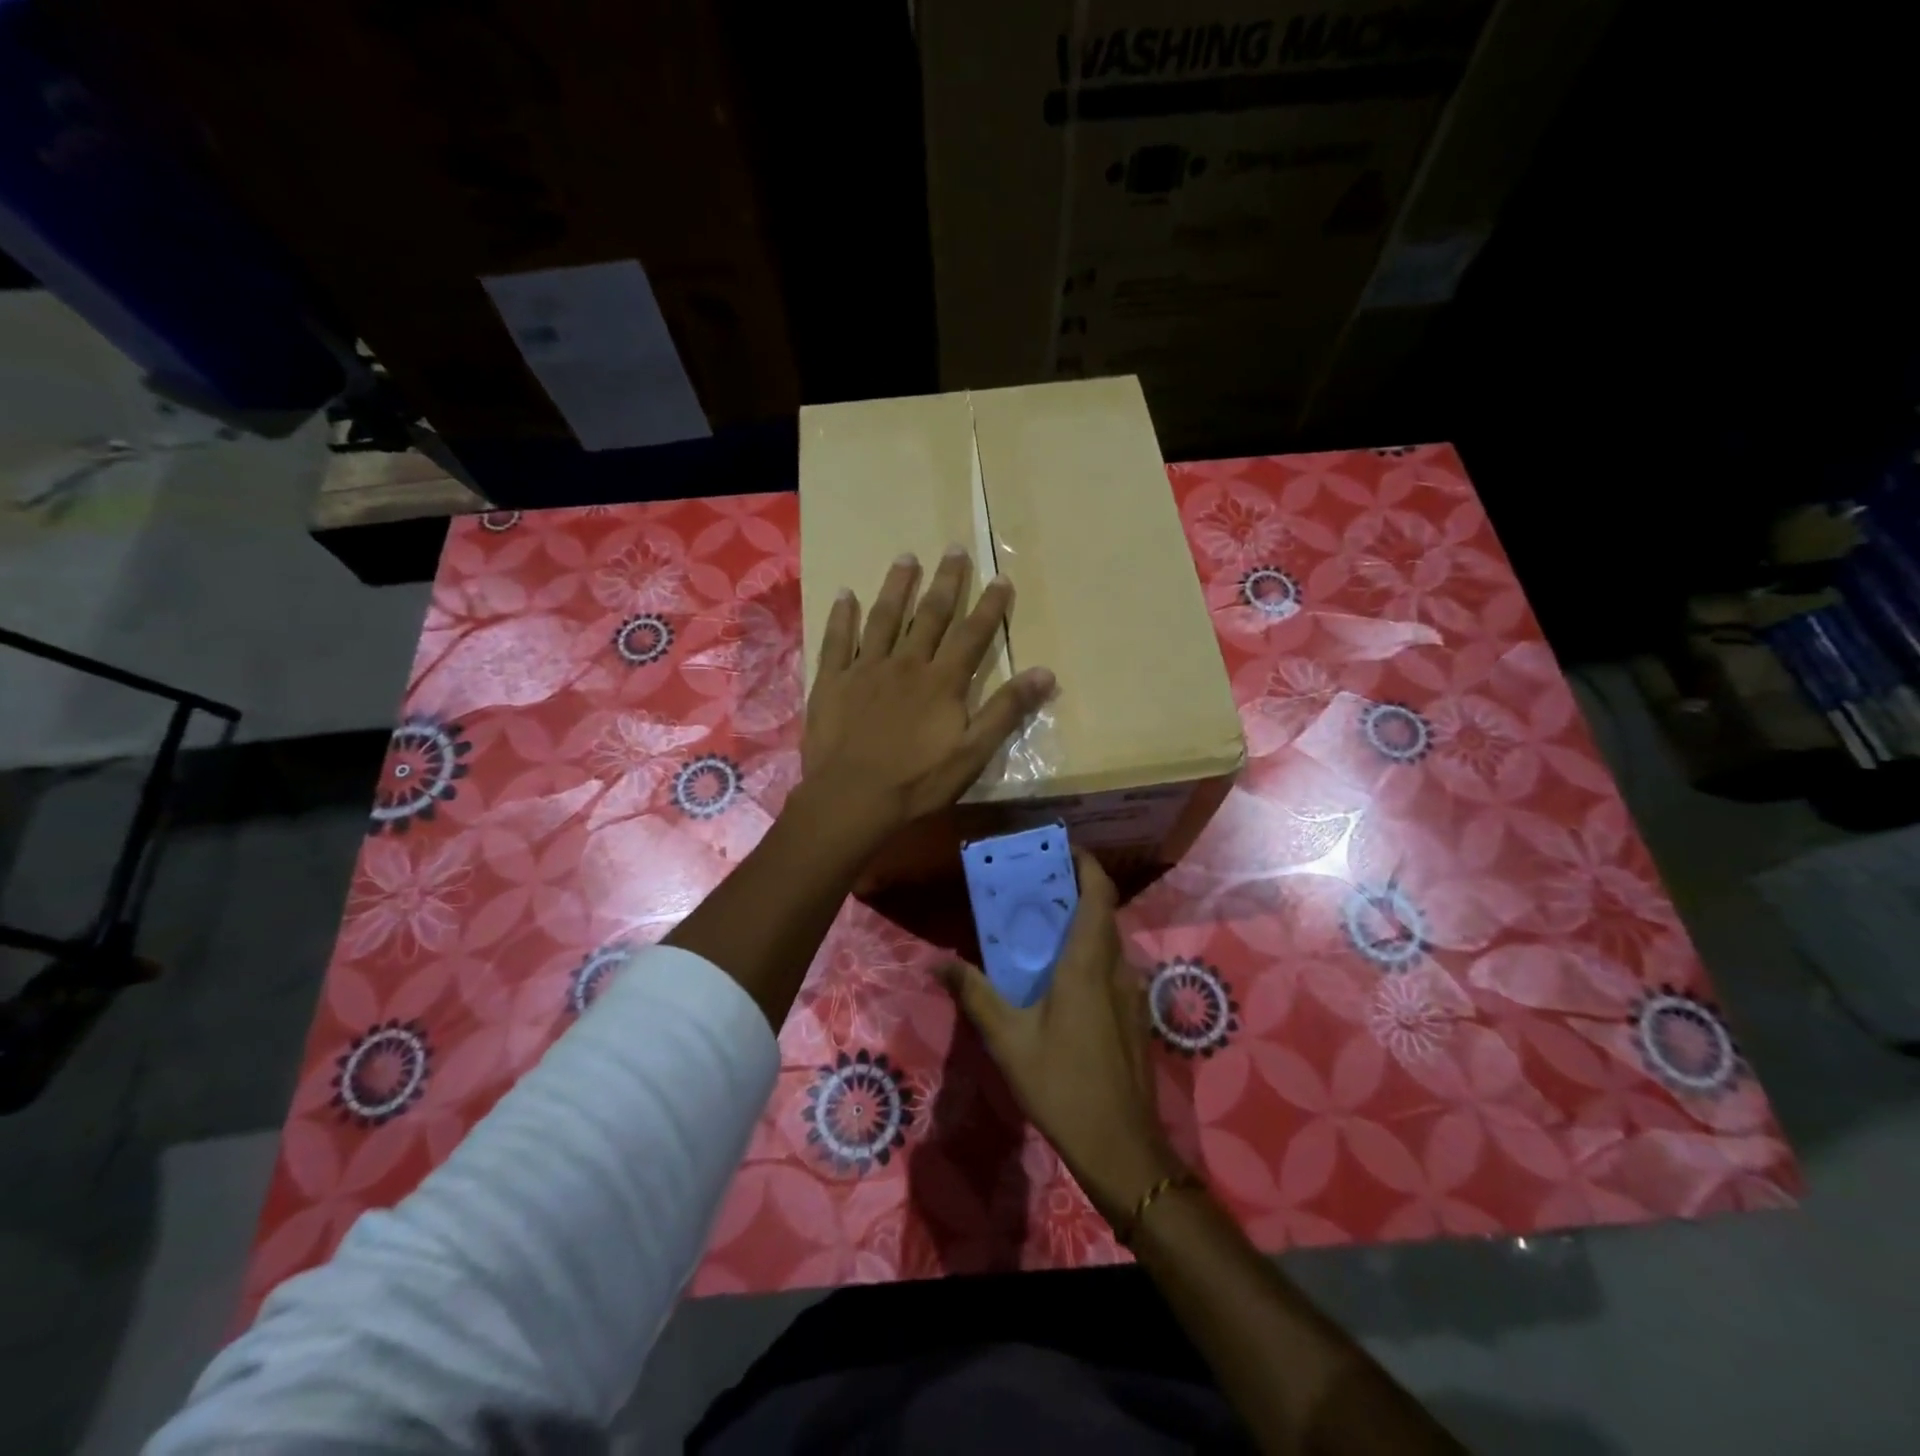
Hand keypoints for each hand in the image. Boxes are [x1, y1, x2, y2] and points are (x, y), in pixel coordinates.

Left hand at [802, 546, 1054, 845]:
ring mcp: (866, 668)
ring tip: (906, 557)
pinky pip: (837, 640)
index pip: (973, 634)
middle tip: (953, 548)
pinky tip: (845, 593)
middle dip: (945, 581)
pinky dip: (842, 616)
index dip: (989, 605)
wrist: (852, 798)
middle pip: (929, 614)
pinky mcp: (832, 681)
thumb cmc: (917, 781)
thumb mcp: (973, 753)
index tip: (1001, 578)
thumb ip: (1007, 710)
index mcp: (942, 681)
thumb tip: (1046, 672)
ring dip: (896, 586)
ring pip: (884, 618)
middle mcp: (906, 663)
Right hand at [939, 852, 1182, 1225]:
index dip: (1087, 864)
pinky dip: (1090, 954)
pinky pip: (1112, 967)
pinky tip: (1062, 979)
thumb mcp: (1009, 1040)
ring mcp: (1130, 994)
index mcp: (1086, 964)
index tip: (1062, 848)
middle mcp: (1115, 969)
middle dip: (1077, 890)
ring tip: (1043, 927)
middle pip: (1103, 913)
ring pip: (1109, 942)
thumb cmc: (1062, 1085)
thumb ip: (975, 994)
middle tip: (1038, 885)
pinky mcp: (1133, 1017)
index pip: (1098, 894)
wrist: (1122, 1146)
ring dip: (1083, 924)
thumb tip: (939, 960)